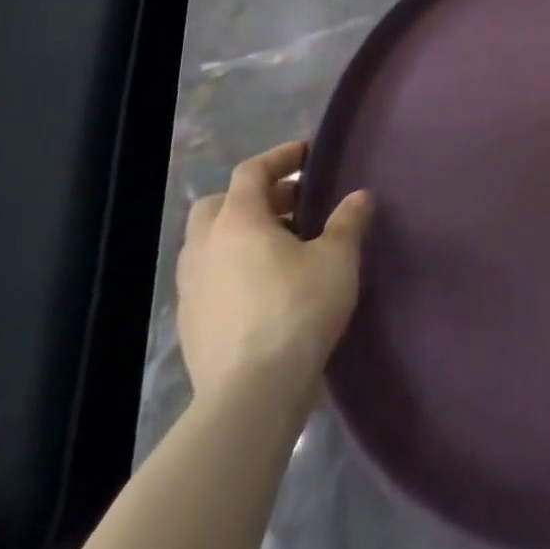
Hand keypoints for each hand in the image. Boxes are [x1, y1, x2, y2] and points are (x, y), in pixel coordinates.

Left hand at [176, 141, 372, 417]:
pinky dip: (231, 270)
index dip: (279, 158)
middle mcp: (205, 248)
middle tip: (290, 203)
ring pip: (208, 245)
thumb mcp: (337, 258)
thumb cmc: (297, 308)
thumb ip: (348, 221)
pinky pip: (209, 281)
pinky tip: (262, 288)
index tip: (306, 154)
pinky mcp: (190, 328)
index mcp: (237, 220)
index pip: (251, 172)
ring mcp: (191, 290)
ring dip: (239, 236)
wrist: (251, 395)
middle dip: (252, 198)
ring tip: (280, 246)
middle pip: (218, 205)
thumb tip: (359, 197)